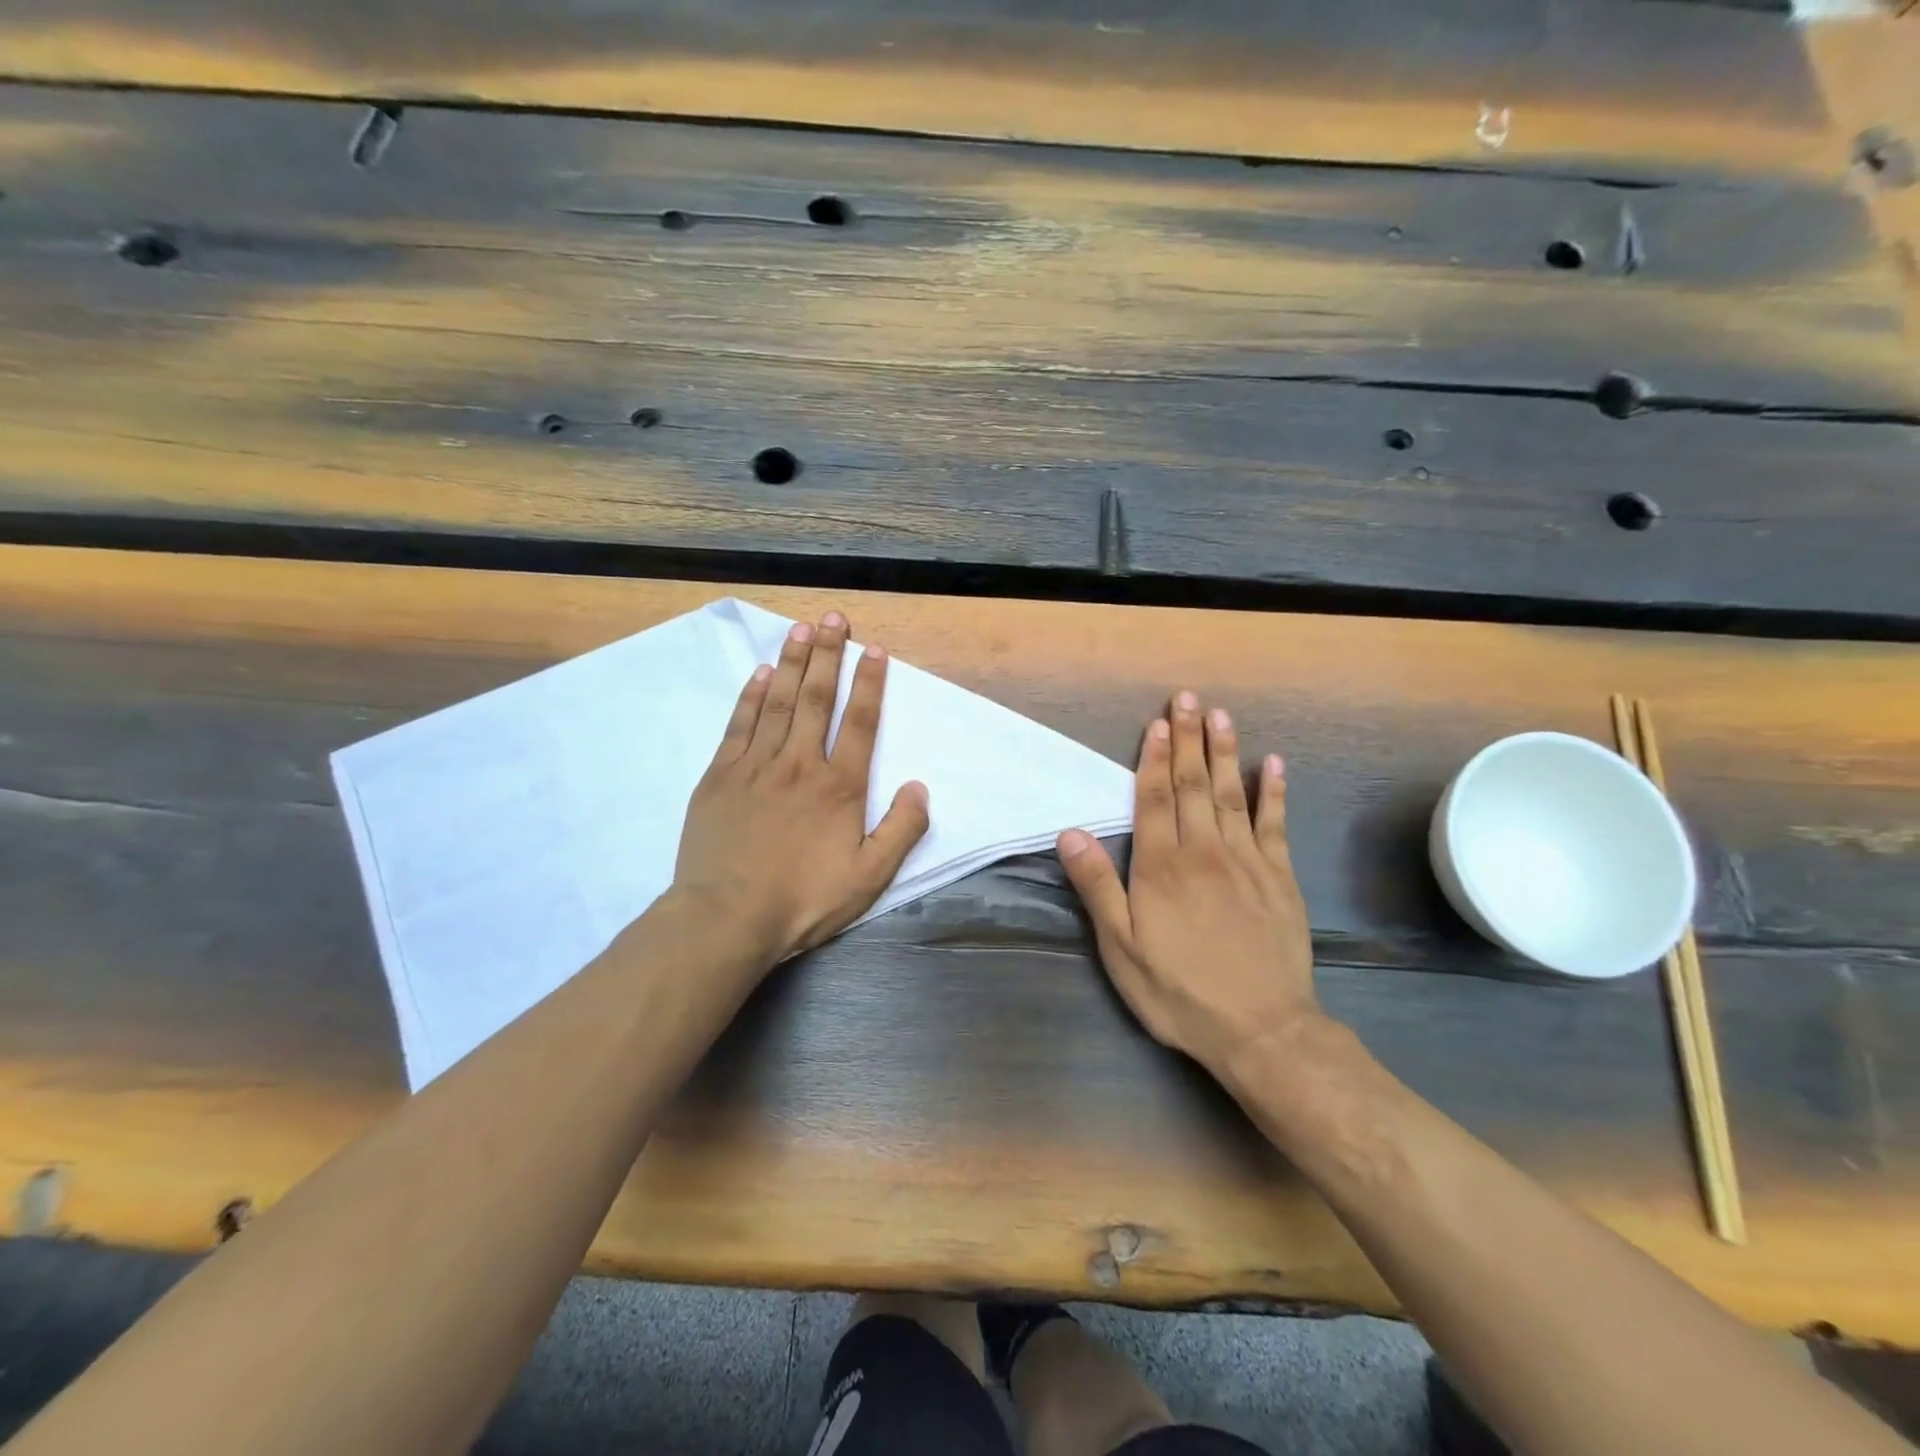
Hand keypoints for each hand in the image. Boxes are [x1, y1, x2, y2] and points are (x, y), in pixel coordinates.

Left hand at [673, 611, 930, 966]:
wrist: (727, 917)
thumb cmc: (804, 900)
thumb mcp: (869, 877)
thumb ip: (901, 830)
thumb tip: (920, 787)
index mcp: (839, 786)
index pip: (859, 722)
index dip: (869, 683)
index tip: (873, 650)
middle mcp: (799, 763)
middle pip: (816, 698)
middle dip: (827, 654)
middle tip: (833, 617)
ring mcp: (755, 765)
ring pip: (777, 702)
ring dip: (790, 663)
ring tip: (800, 629)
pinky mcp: (720, 776)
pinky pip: (739, 725)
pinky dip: (750, 696)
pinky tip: (758, 674)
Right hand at [1056, 691, 1316, 1075]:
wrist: (1261, 1029)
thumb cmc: (1179, 991)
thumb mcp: (1121, 948)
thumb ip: (1097, 886)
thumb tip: (1070, 832)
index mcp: (1162, 867)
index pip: (1155, 799)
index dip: (1154, 759)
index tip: (1156, 724)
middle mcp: (1204, 851)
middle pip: (1193, 785)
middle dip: (1188, 739)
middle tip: (1187, 699)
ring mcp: (1247, 861)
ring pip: (1231, 794)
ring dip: (1224, 752)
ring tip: (1220, 715)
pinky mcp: (1280, 878)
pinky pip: (1276, 824)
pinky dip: (1273, 791)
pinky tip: (1272, 764)